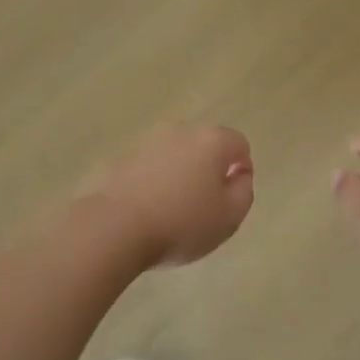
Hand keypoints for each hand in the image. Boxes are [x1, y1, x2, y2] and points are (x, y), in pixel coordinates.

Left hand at [82, 123, 254, 267]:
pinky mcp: (121, 158)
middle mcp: (179, 131)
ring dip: (180, 175)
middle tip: (205, 206)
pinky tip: (148, 210)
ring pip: (175, 155)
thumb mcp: (230, 217)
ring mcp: (147, 142)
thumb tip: (239, 175)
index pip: (238, 144)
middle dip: (209, 170)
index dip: (242, 169)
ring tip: (173, 211)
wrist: (115, 227)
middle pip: (204, 146)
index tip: (231, 197)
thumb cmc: (182, 223)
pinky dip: (154, 182)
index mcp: (211, 141)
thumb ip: (244, 191)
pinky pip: (149, 167)